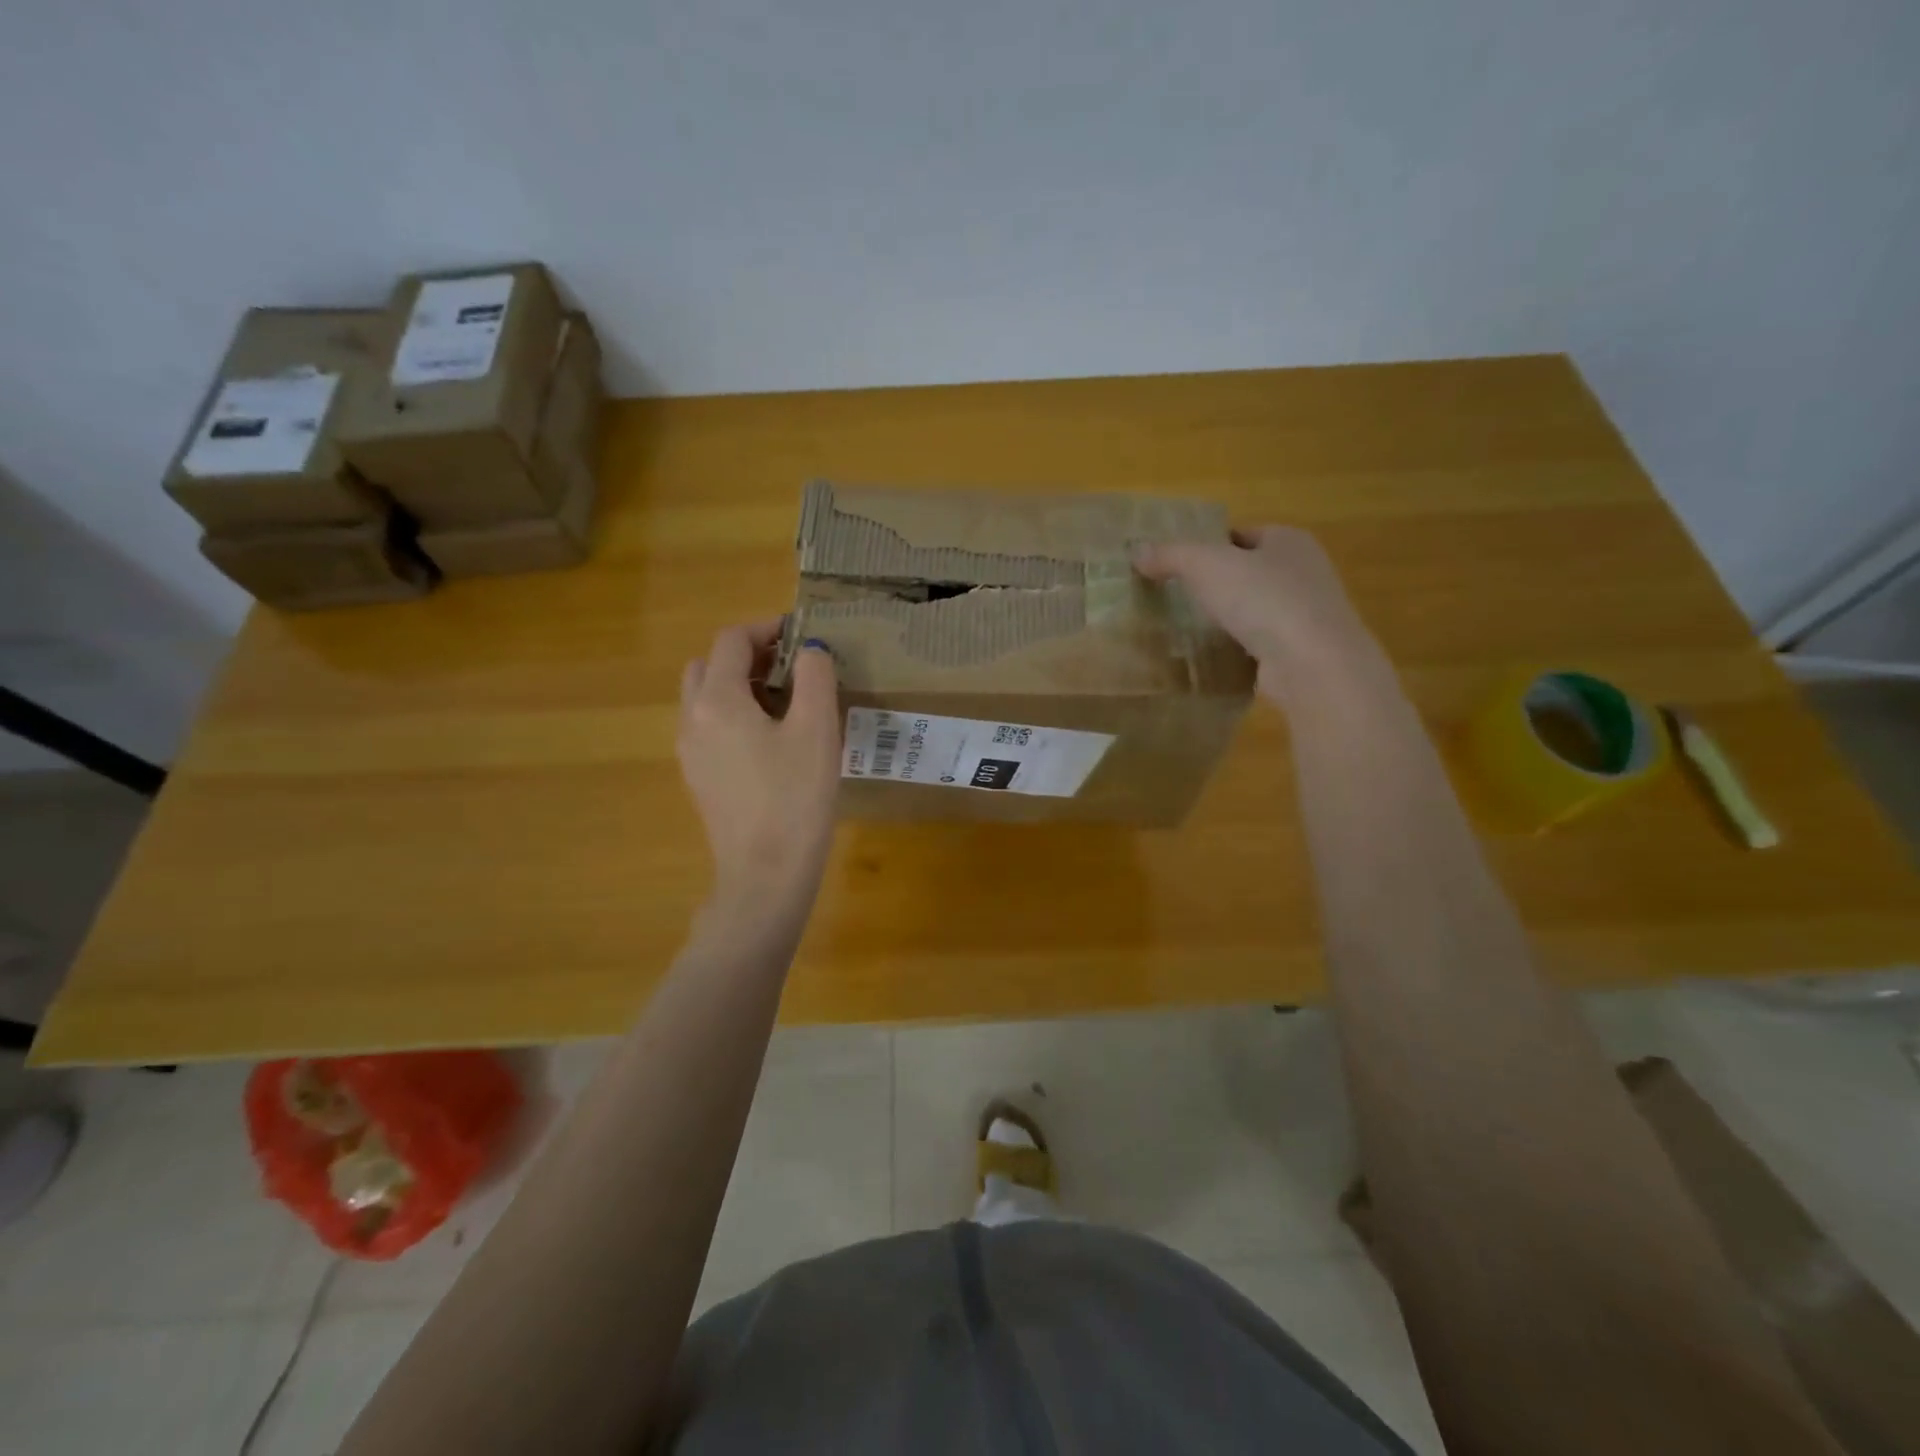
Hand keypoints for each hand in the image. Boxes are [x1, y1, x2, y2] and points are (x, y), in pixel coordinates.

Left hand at [677, 621, 840, 920]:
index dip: (767, 628)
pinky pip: (710, 728)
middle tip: (790, 669)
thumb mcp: (817, 728)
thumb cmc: (795, 796)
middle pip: (709, 666)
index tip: (801, 635)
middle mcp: (692, 719)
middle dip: (748, 656)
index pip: (732, 640)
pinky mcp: (699, 778)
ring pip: (706, 698)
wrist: (766, 873)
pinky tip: (772, 741)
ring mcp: (690, 752)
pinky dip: (734, 716)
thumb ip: (814, 676)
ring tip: (785, 704)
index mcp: (717, 700)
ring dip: (738, 686)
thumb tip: (809, 650)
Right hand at [1134, 526, 1384, 704]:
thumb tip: (1136, 550)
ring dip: (1226, 618)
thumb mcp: (1206, 565)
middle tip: (1173, 598)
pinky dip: (1237, 649)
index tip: (1175, 566)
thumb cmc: (1264, 599)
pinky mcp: (1300, 652)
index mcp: (1288, 540)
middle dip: (1215, 584)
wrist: (1312, 663)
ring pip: (1254, 610)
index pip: (1240, 534)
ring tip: (1185, 629)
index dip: (1207, 546)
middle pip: (1247, 572)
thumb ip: (1170, 555)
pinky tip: (1211, 657)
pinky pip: (1259, 644)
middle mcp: (1303, 572)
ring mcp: (1305, 615)